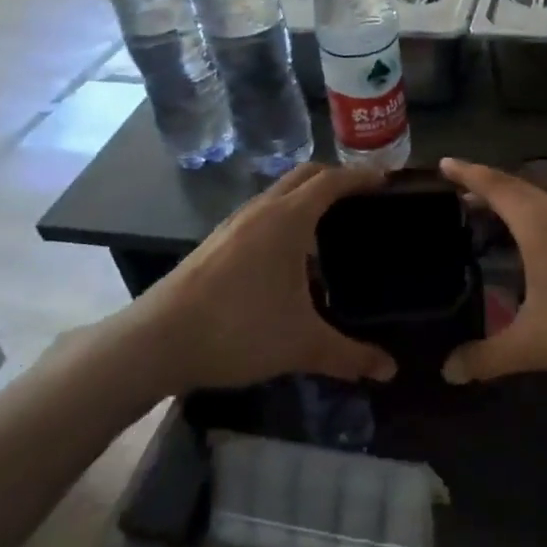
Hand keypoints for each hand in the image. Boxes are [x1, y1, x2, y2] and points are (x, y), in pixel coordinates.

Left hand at [129, 165, 398, 393]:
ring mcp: (233, 224)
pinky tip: (289, 258)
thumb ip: (350, 356)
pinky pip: (261, 214)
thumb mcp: (302, 344)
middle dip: (335, 179)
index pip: (332, 181)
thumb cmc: (238, 329)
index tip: (386, 181)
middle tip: (362, 199)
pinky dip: (284, 218)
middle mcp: (261, 210)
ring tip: (330, 228)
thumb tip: (390, 370)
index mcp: (288, 219)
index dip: (361, 177)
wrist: (155, 341)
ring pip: (278, 194)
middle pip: (305, 176)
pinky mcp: (216, 242)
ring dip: (306, 198)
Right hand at [437, 158, 546, 386]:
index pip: (496, 186)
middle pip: (519, 189)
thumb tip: (448, 370)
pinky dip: (537, 222)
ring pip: (543, 204)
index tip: (443, 163)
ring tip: (492, 220)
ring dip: (515, 206)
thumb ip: (487, 357)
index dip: (467, 173)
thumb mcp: (534, 345)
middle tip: (458, 196)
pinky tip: (537, 250)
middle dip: (487, 189)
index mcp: (541, 224)